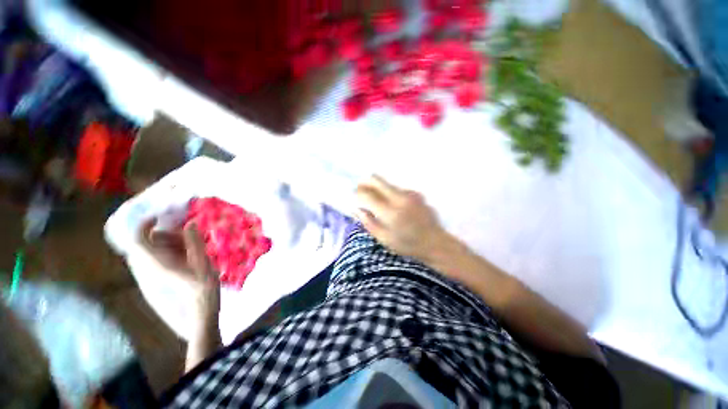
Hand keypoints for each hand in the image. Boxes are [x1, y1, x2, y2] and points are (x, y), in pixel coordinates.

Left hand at [137, 219, 220, 334]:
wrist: (200, 307)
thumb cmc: (202, 284)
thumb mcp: (202, 260)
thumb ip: (194, 241)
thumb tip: (190, 222)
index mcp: (157, 263)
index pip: (138, 240)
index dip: (144, 224)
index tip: (161, 216)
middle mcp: (148, 267)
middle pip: (147, 243)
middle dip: (166, 235)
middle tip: (188, 238)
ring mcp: (150, 274)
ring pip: (153, 249)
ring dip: (170, 243)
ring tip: (191, 248)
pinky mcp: (156, 277)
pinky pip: (156, 257)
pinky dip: (170, 251)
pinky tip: (187, 256)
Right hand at [355, 175, 454, 263]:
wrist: (435, 243)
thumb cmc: (407, 245)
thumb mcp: (384, 239)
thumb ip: (368, 222)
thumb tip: (356, 209)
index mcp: (390, 212)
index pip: (368, 195)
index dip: (358, 192)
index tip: (354, 194)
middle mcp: (400, 198)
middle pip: (377, 180)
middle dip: (366, 183)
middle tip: (361, 190)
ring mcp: (410, 193)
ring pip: (387, 184)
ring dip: (379, 189)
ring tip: (379, 202)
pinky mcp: (416, 193)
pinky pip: (398, 189)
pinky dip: (391, 194)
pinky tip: (395, 206)